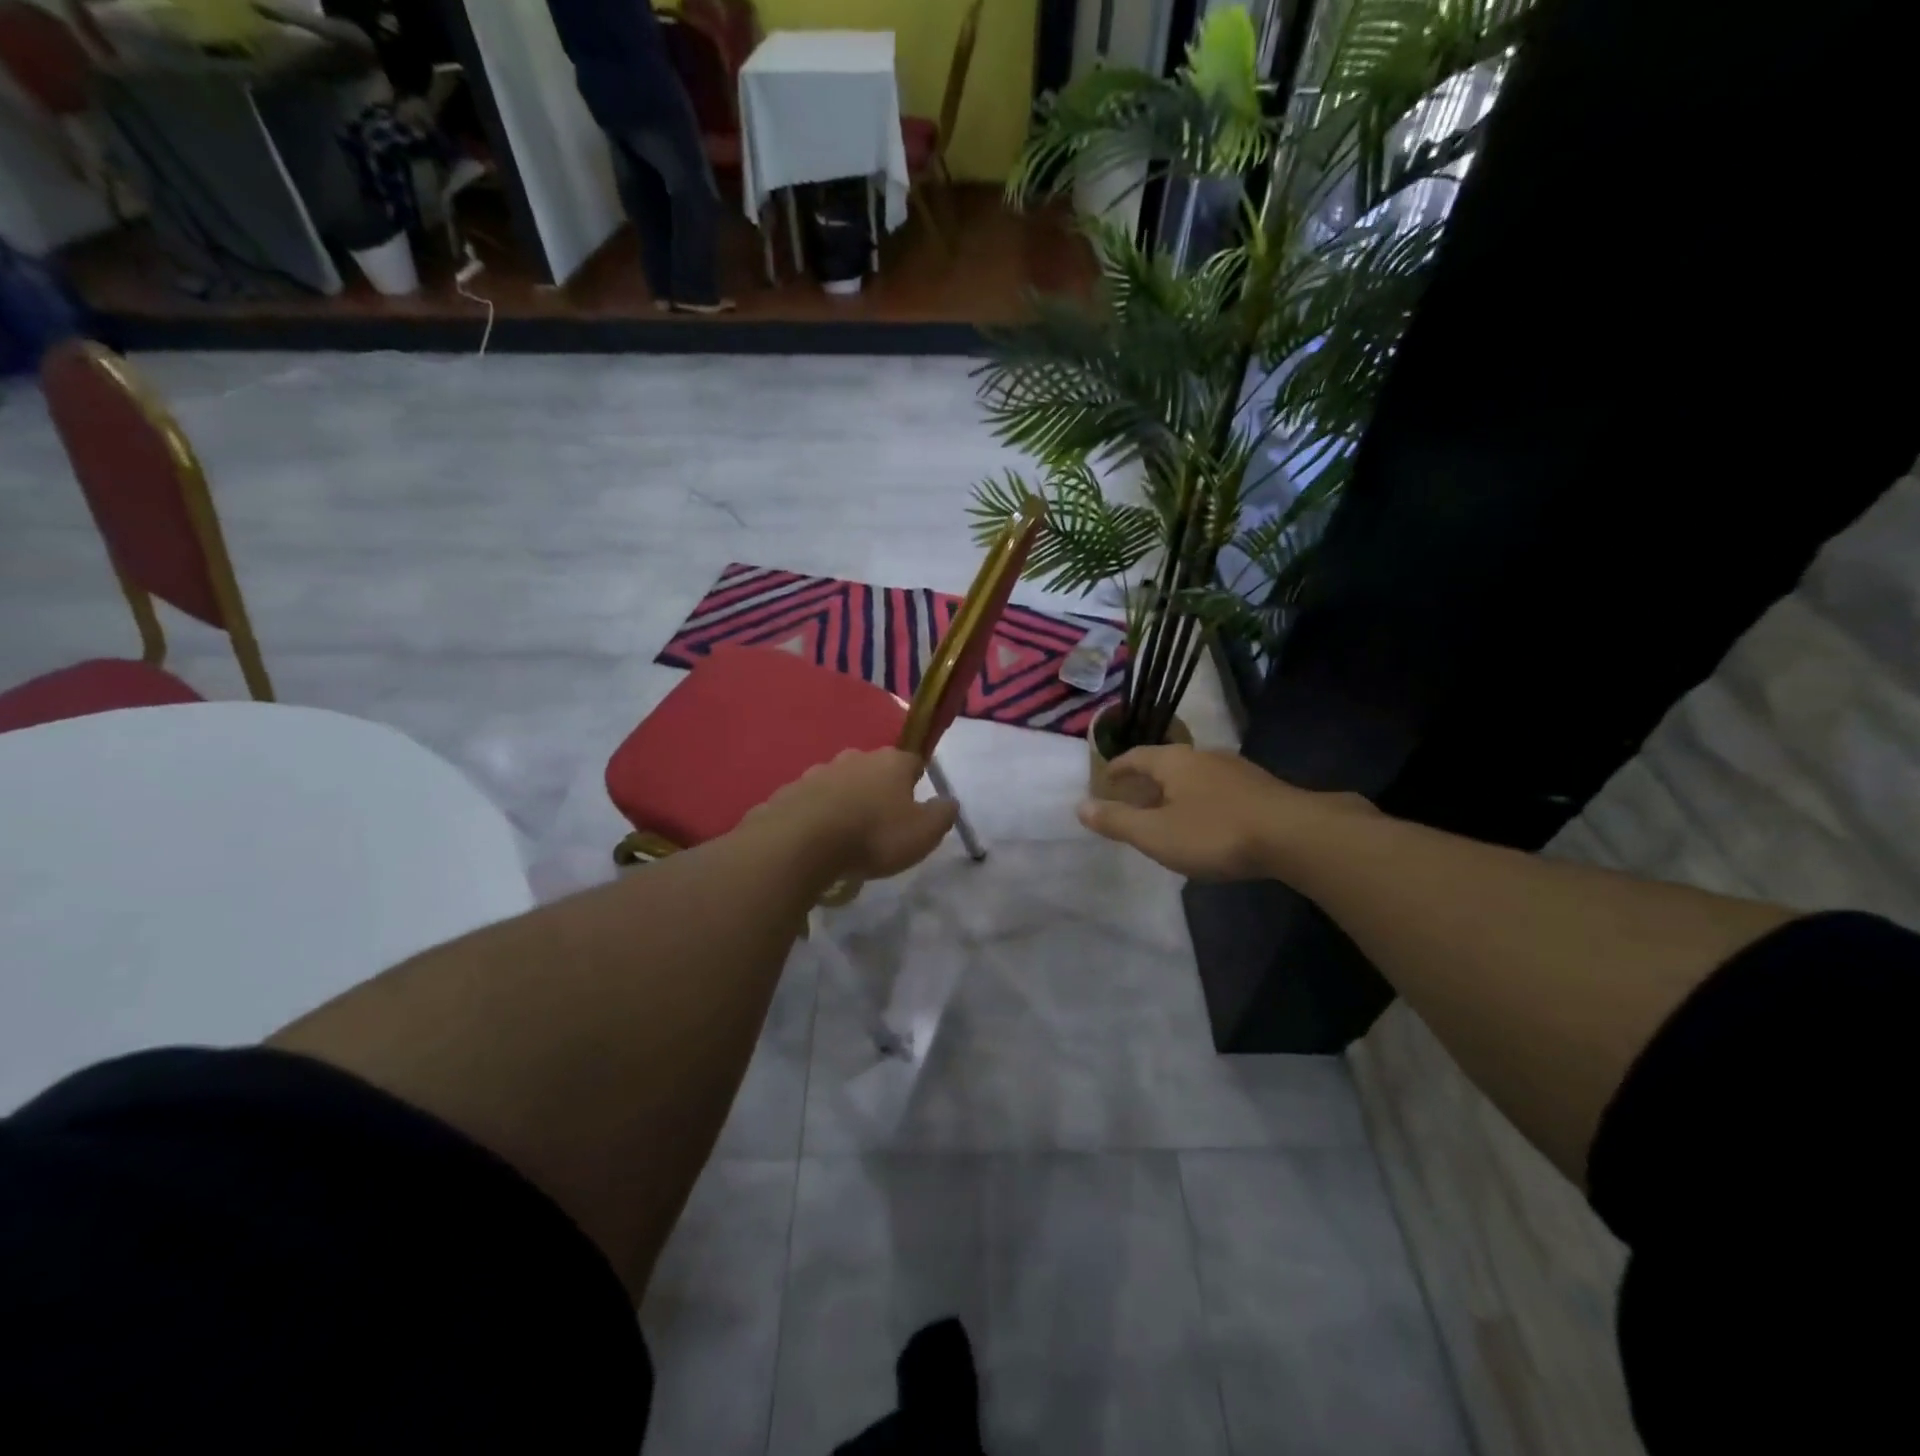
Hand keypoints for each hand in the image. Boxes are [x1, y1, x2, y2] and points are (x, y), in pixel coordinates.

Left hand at [750, 749, 958, 880]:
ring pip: (839, 784)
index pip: (912, 762)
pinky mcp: (788, 793)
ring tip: (846, 836)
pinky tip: (816, 841)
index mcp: (891, 762)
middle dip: (878, 790)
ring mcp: (817, 772)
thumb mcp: (924, 833)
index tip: (915, 805)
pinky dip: (816, 816)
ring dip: (845, 802)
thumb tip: (949, 801)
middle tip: (880, 823)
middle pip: (873, 770)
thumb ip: (942, 815)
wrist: (800, 844)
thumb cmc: (873, 835)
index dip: (916, 781)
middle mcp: (854, 758)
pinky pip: (810, 802)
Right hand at [1077, 745, 1374, 880]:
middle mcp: (1203, 756)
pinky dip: (1202, 800)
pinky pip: (1218, 789)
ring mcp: (1236, 769)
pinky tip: (1208, 822)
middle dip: (1146, 780)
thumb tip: (1080, 806)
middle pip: (1166, 763)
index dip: (1117, 769)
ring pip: (1194, 775)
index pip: (1136, 756)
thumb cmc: (1215, 832)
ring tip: (1167, 812)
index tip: (1105, 780)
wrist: (1295, 835)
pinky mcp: (1261, 788)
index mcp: (1174, 761)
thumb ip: (1117, 821)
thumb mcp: (1156, 834)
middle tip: (1132, 799)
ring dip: (1176, 791)